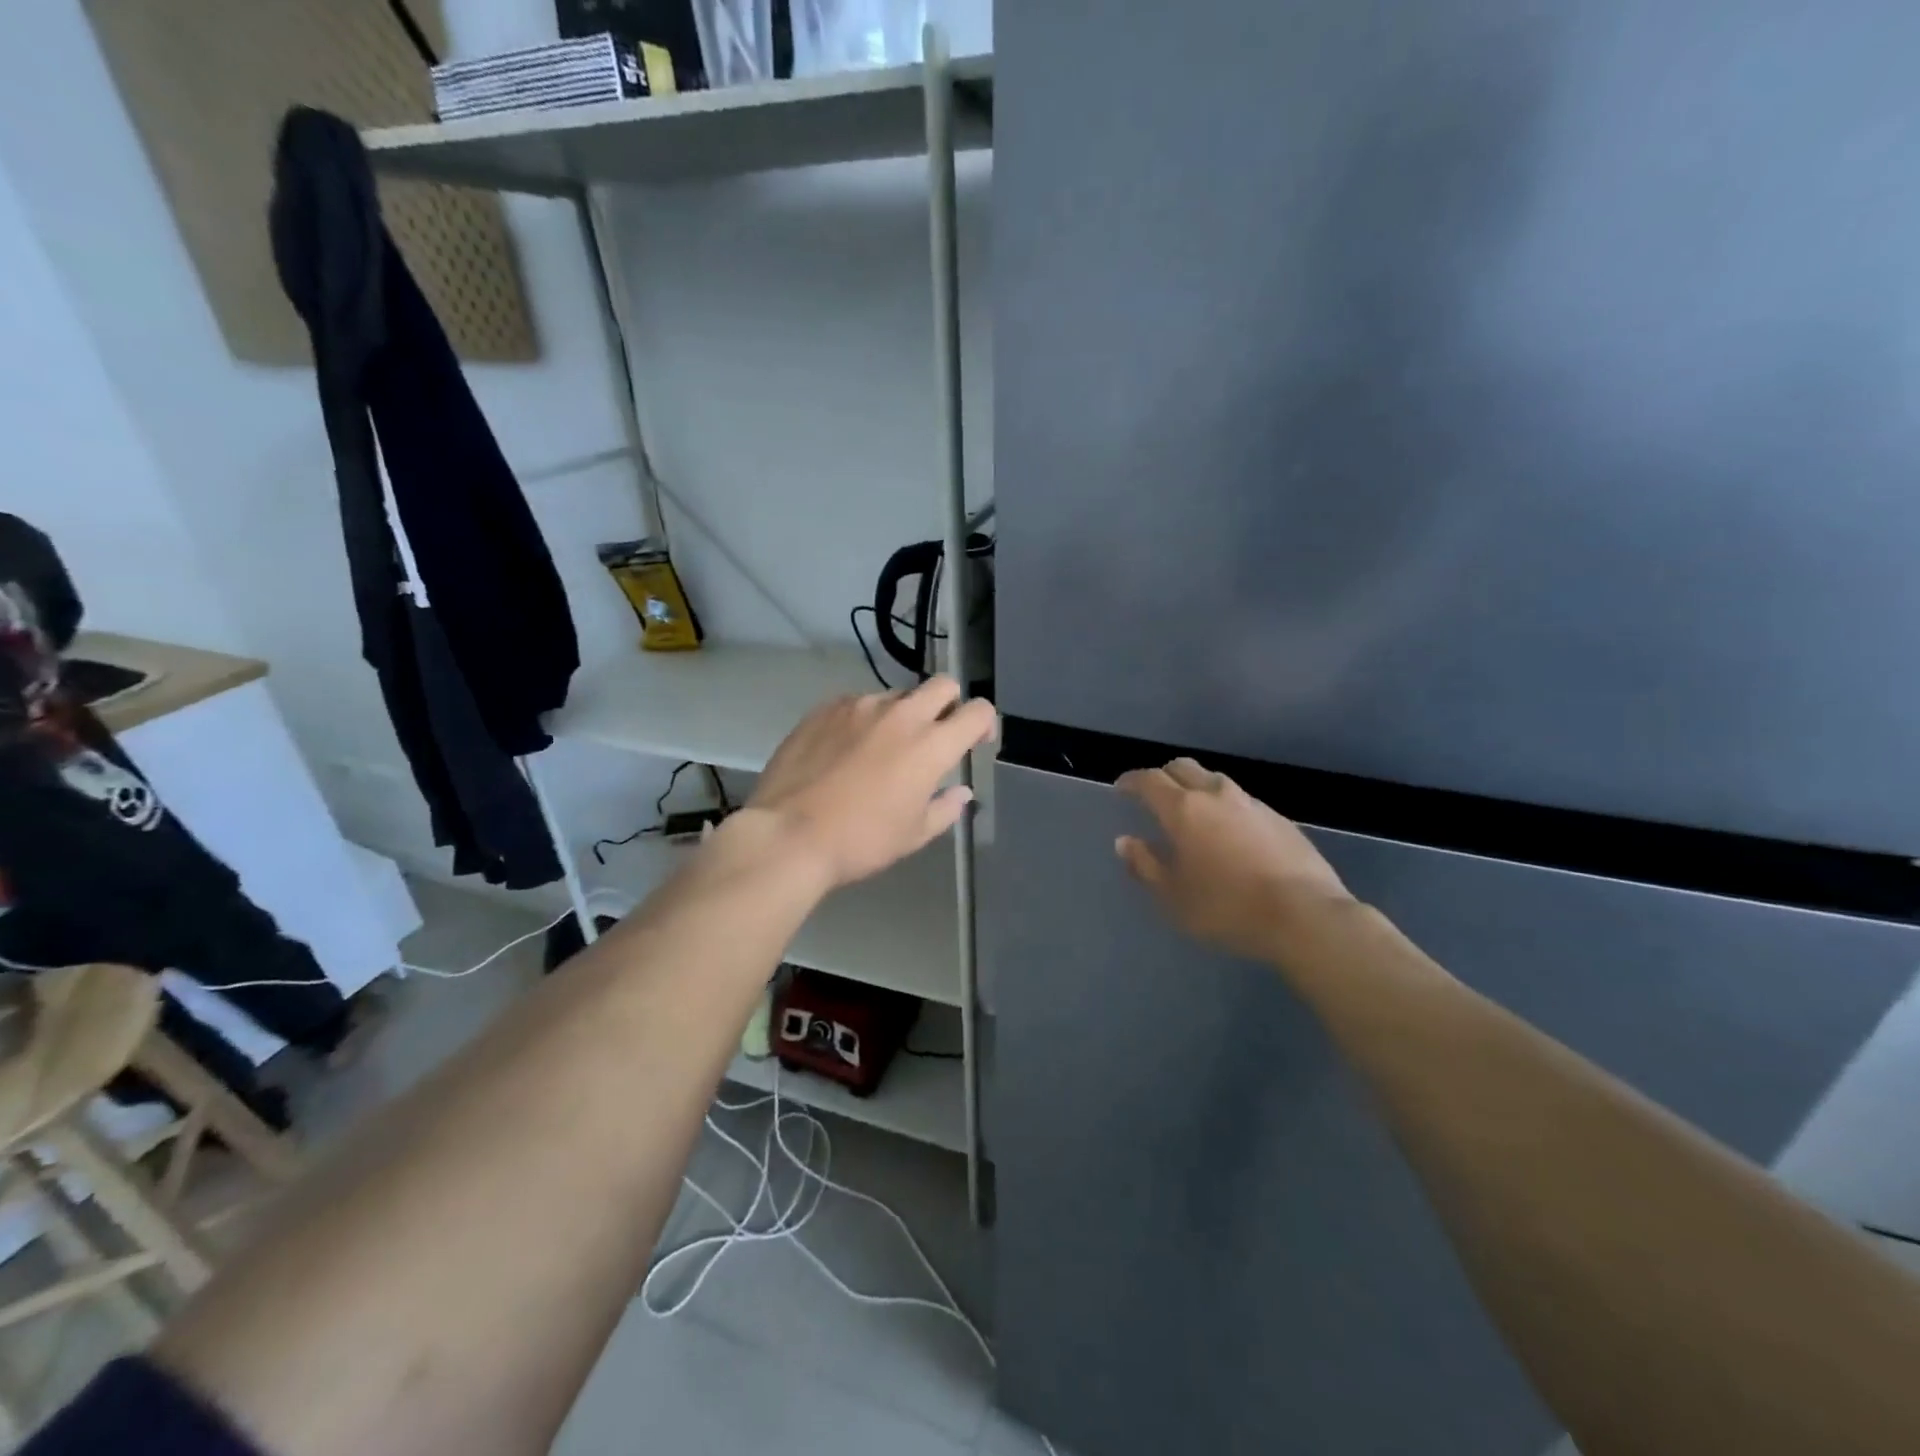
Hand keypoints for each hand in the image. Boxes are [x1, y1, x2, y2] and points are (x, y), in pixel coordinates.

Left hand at [747, 676, 996, 890]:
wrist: (788, 834)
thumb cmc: (860, 841)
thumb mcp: (913, 835)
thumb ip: (945, 808)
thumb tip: (961, 792)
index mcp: (931, 745)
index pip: (978, 711)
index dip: (985, 723)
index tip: (976, 741)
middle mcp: (901, 715)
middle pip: (942, 685)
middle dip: (949, 704)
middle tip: (936, 735)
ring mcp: (859, 706)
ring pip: (897, 695)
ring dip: (903, 714)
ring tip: (884, 747)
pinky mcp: (825, 708)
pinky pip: (857, 703)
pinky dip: (864, 720)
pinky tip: (847, 748)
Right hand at [1116, 758, 1355, 963]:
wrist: (1305, 915)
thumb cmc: (1227, 908)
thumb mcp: (1173, 896)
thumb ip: (1145, 865)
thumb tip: (1126, 842)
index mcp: (1184, 809)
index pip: (1149, 779)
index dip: (1132, 781)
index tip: (1121, 788)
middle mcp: (1216, 795)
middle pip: (1183, 767)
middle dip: (1163, 775)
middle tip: (1154, 795)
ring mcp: (1252, 803)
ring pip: (1215, 781)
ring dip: (1197, 788)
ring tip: (1193, 812)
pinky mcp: (1280, 818)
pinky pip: (1242, 801)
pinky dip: (1225, 806)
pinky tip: (1230, 832)